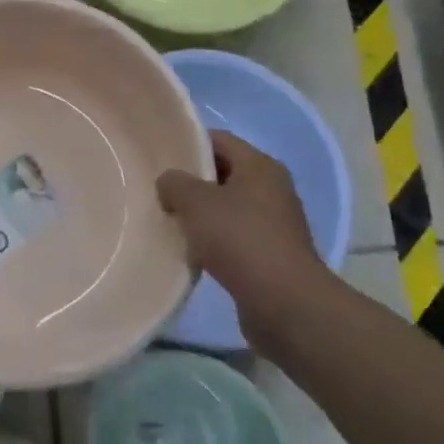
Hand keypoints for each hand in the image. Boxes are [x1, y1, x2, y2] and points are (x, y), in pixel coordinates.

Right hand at [157, 130, 333, 353]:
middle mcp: (272, 189)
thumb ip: (174, 183)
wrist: (285, 304)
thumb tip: (169, 183)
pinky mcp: (271, 255)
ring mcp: (274, 223)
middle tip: (158, 190)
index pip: (219, 140)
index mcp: (260, 166)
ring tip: (170, 221)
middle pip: (223, 173)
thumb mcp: (195, 202)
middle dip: (191, 182)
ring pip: (227, 207)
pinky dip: (213, 240)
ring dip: (200, 214)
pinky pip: (234, 237)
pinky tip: (190, 251)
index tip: (159, 156)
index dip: (188, 144)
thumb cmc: (240, 239)